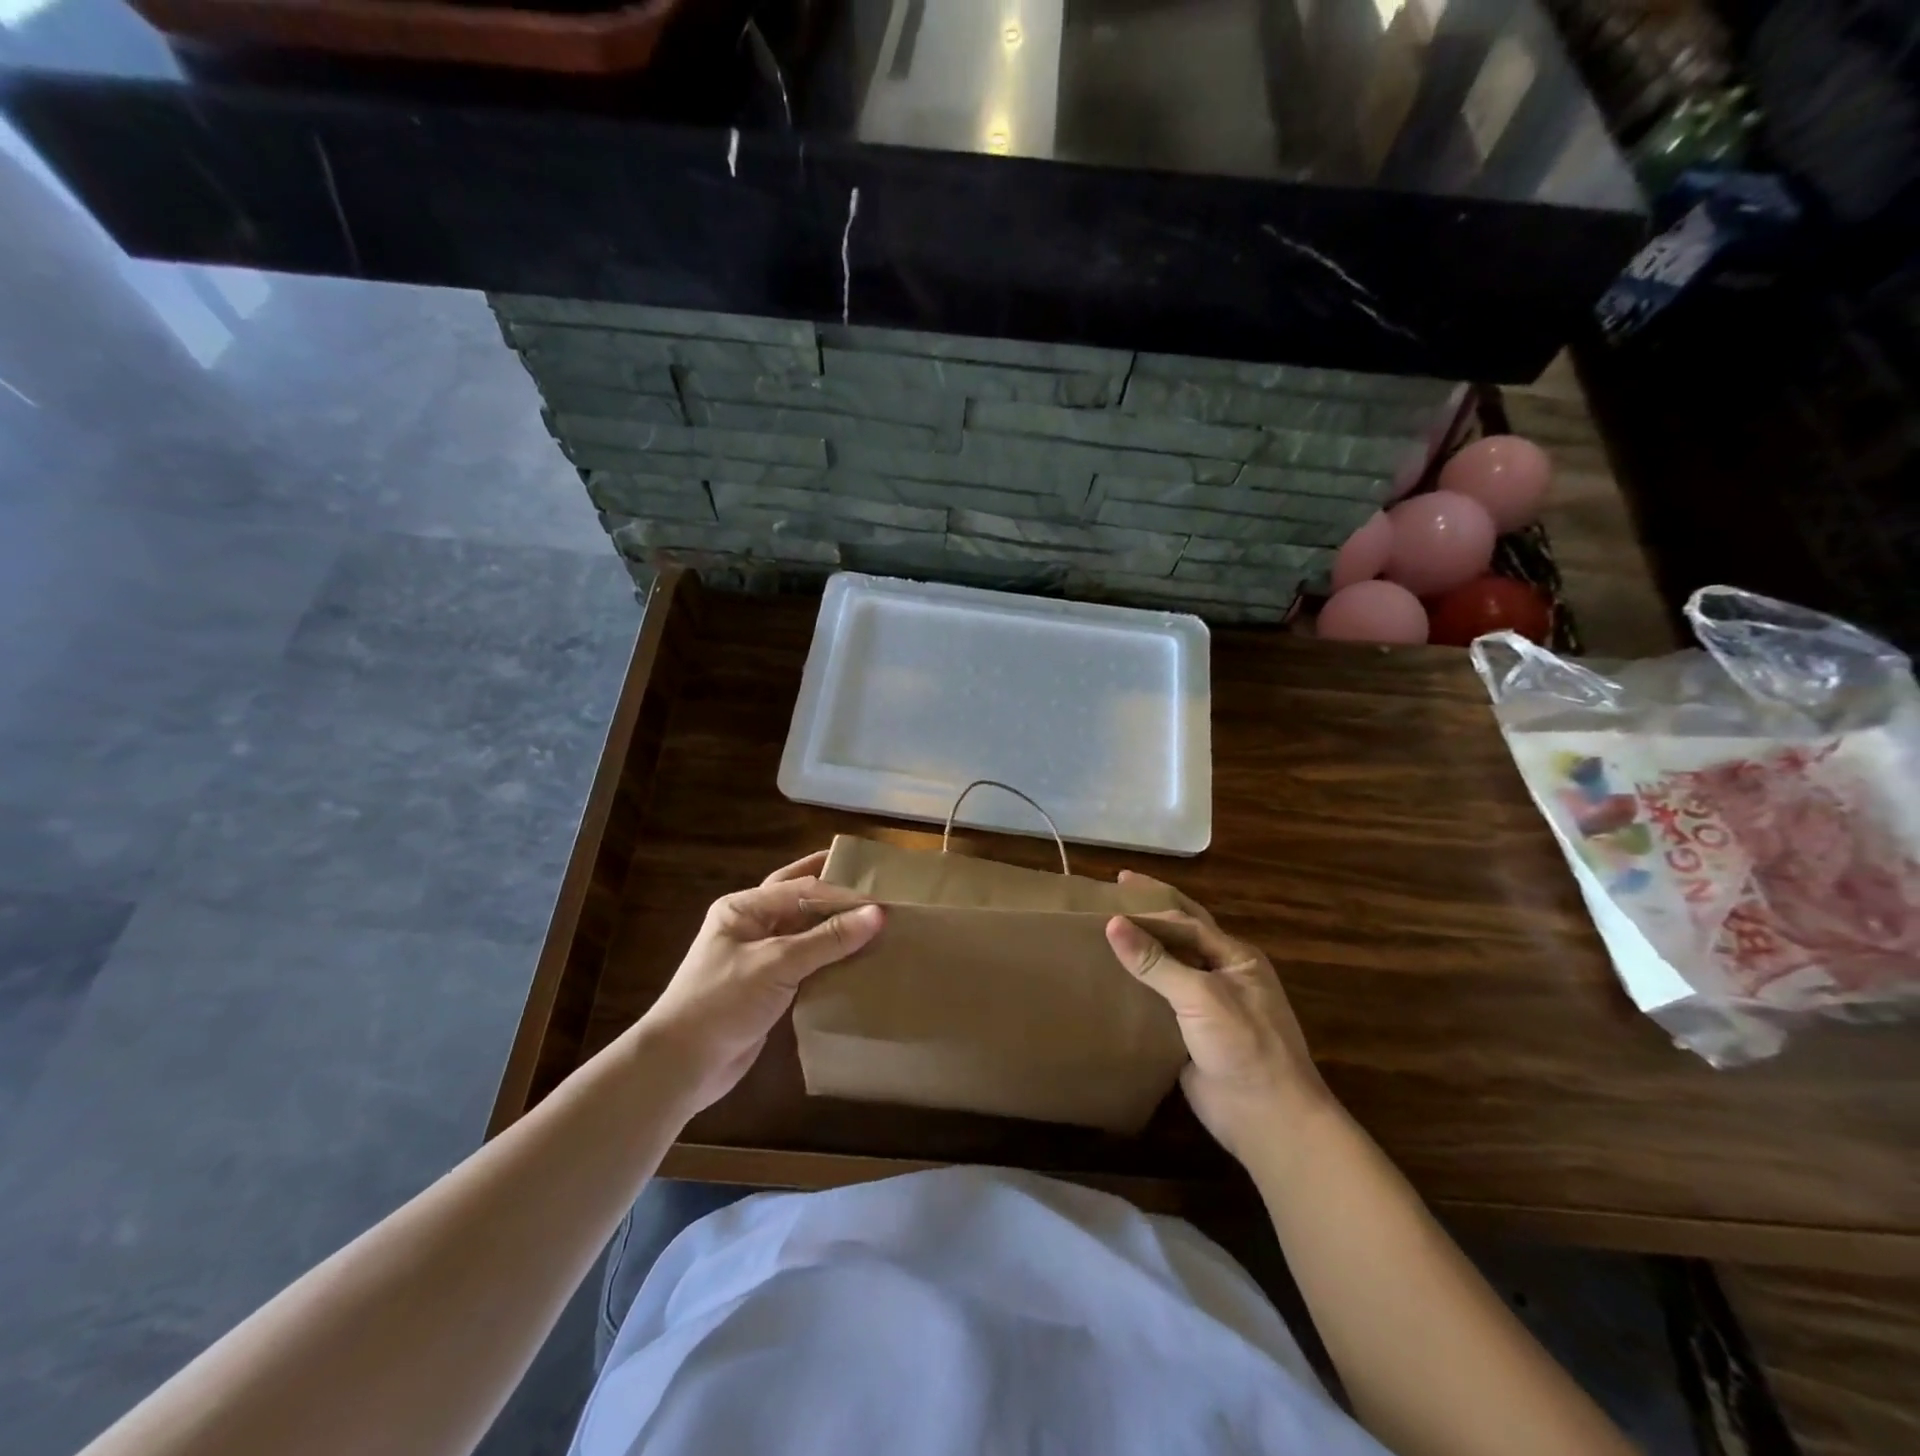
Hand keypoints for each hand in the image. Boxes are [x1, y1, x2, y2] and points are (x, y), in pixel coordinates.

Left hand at [640, 851, 882, 1113]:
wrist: (681, 1066)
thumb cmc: (721, 1002)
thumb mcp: (776, 964)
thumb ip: (827, 939)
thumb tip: (877, 914)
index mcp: (744, 908)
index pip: (801, 888)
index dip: (842, 893)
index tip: (883, 901)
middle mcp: (752, 925)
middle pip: (801, 900)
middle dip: (836, 894)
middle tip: (879, 889)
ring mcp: (760, 957)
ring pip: (806, 932)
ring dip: (837, 928)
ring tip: (878, 923)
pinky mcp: (770, 987)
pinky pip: (808, 963)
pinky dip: (832, 959)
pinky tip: (859, 960)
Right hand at [1104, 900, 1327, 1167]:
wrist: (1268, 1120)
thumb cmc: (1245, 1046)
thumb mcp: (1201, 996)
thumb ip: (1157, 962)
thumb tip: (1113, 923)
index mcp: (1235, 957)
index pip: (1187, 919)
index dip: (1153, 902)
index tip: (1116, 885)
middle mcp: (1221, 975)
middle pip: (1180, 936)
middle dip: (1149, 915)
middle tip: (1112, 893)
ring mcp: (1205, 1007)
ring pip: (1166, 968)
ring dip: (1139, 951)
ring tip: (1100, 933)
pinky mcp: (1188, 1035)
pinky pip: (1157, 1001)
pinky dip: (1134, 988)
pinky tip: (1107, 981)